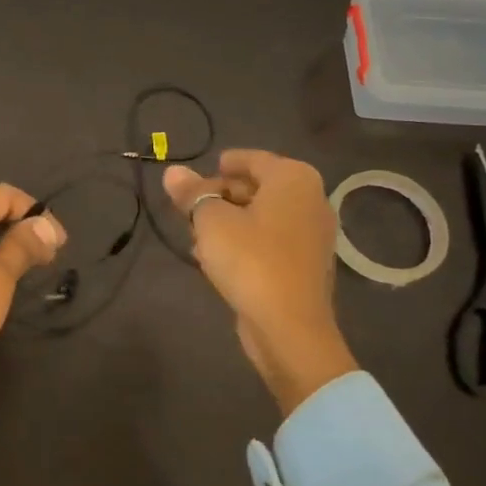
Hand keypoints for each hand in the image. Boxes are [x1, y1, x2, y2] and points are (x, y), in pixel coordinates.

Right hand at [163, 150, 357, 415]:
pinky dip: (246, 242)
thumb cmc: (250, 260)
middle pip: (258, 187)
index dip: (225, 164)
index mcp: (293, 179)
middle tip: (190, 208)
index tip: (201, 172)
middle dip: (222, 195)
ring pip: (263, 216)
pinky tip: (217, 259)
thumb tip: (172, 172)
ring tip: (197, 235)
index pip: (253, 159)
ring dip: (231, 221)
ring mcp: (312, 234)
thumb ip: (192, 194)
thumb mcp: (210, 221)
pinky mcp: (306, 265)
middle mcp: (310, 200)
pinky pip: (270, 241)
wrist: (289, 326)